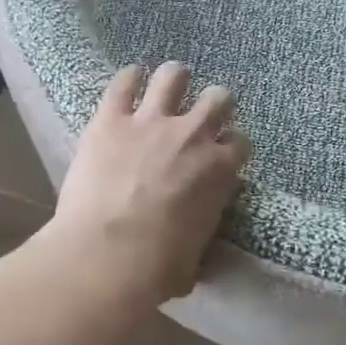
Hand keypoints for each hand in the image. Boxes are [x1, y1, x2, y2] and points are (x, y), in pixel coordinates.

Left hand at [41, 63, 248, 309]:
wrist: (107, 255)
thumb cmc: (156, 268)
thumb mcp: (195, 258)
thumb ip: (200, 234)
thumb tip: (195, 244)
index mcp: (219, 170)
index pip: (239, 143)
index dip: (230, 146)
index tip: (220, 153)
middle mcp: (192, 136)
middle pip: (218, 99)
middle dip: (214, 104)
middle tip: (201, 114)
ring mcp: (150, 122)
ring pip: (174, 77)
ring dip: (175, 79)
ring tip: (170, 83)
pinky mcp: (110, 119)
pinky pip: (123, 83)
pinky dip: (129, 77)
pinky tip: (130, 78)